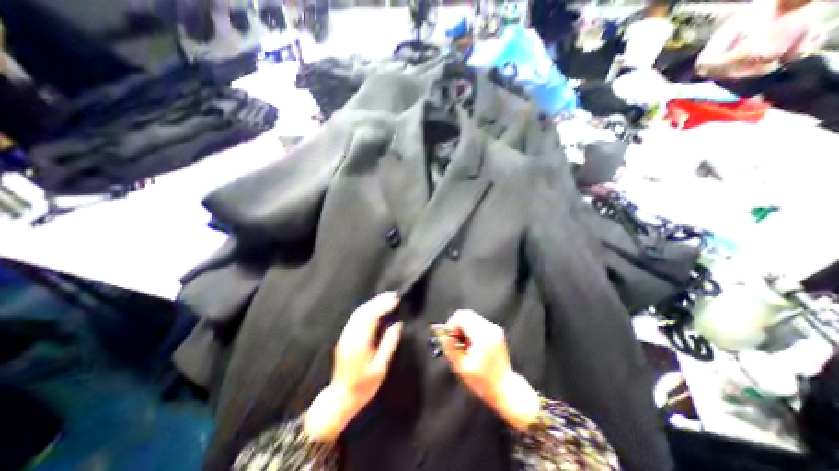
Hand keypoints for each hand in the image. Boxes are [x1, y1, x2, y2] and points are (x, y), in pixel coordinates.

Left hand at [305, 293, 403, 438]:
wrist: (339, 398)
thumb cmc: (363, 387)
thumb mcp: (380, 369)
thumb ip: (388, 344)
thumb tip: (397, 325)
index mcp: (359, 343)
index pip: (371, 317)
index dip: (383, 305)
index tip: (395, 299)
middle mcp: (350, 336)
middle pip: (363, 311)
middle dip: (379, 300)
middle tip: (393, 295)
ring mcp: (345, 336)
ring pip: (358, 312)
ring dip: (373, 302)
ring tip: (386, 298)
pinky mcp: (344, 337)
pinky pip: (355, 317)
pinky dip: (367, 308)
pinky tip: (375, 307)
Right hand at [439, 309, 536, 429]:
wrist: (505, 388)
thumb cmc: (483, 382)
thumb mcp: (461, 367)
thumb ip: (450, 348)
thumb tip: (442, 334)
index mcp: (483, 336)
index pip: (461, 316)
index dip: (451, 325)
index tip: (449, 338)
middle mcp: (490, 328)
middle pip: (466, 314)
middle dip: (456, 325)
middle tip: (455, 341)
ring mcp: (494, 328)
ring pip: (471, 317)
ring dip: (463, 327)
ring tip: (463, 344)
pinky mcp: (496, 330)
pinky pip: (477, 322)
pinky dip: (470, 329)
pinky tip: (471, 344)